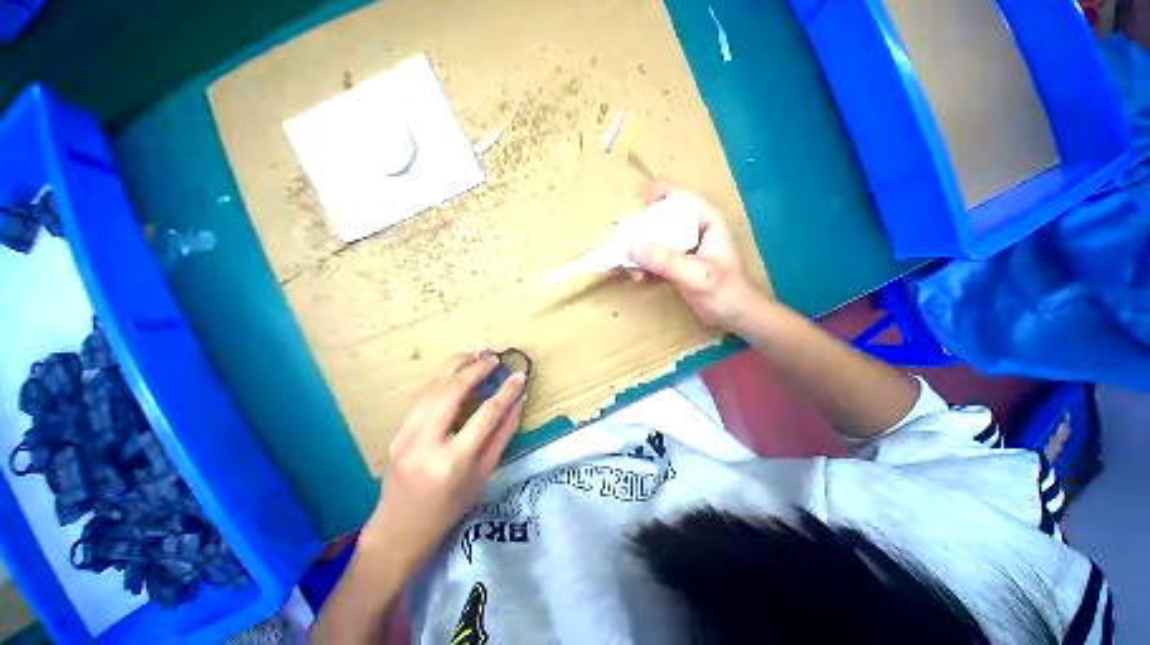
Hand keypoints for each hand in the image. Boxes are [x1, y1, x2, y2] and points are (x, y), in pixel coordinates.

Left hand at [362, 352, 526, 567]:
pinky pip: (421, 396)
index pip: (485, 415)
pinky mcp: (396, 431)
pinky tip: (455, 371)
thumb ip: (503, 435)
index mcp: (453, 462)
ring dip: (455, 366)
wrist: (397, 530)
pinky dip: (441, 378)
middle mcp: (425, 443)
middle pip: (452, 392)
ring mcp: (404, 436)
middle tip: (494, 359)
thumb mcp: (483, 475)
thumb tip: (518, 402)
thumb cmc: (448, 509)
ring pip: (432, 388)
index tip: (519, 376)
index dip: (505, 392)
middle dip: (476, 369)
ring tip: (476, 355)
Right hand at [627, 181, 766, 329]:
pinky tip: (637, 278)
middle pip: (662, 219)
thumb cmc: (724, 292)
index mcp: (704, 221)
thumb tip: (629, 245)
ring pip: (655, 241)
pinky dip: (644, 267)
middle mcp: (692, 231)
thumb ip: (664, 260)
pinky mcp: (676, 266)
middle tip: (621, 239)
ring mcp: (683, 250)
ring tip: (624, 262)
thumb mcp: (695, 274)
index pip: (680, 198)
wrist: (734, 318)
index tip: (635, 200)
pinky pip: (655, 261)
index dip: (658, 193)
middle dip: (640, 228)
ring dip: (639, 251)